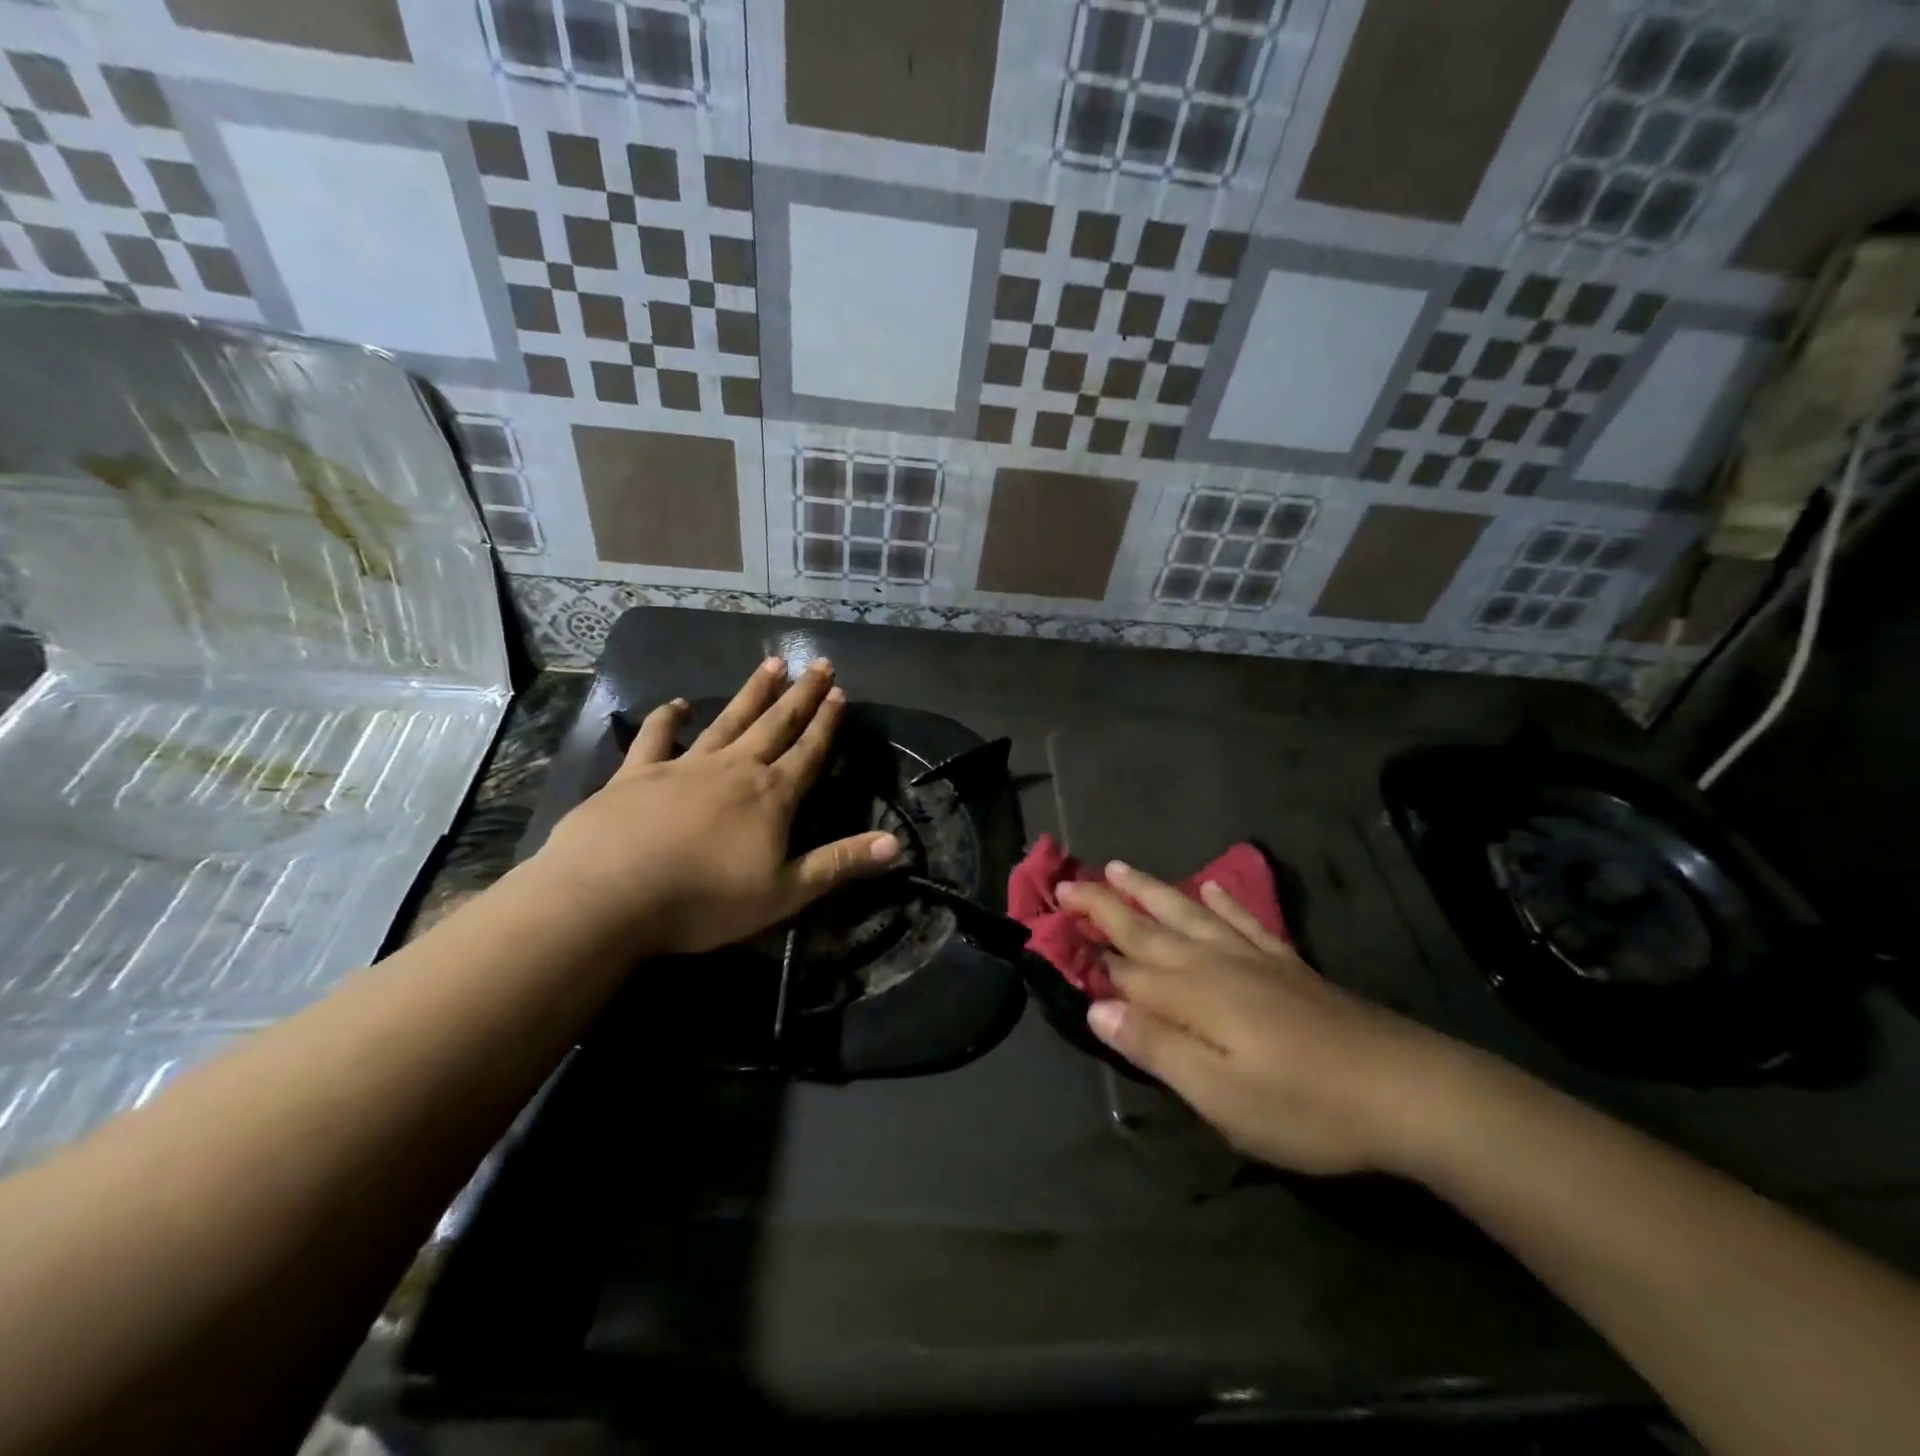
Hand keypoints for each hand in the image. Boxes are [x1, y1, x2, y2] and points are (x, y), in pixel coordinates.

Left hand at [535, 657, 899, 954]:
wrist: (609, 894)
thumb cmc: (705, 900)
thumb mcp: (785, 892)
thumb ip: (839, 864)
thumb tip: (896, 844)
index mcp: (771, 796)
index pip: (808, 752)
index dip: (826, 723)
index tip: (839, 692)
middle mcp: (734, 768)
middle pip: (775, 724)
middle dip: (801, 695)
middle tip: (818, 663)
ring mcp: (684, 766)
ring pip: (728, 720)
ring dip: (752, 693)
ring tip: (771, 664)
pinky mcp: (637, 773)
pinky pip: (657, 737)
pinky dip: (669, 718)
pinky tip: (678, 705)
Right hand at [1060, 863, 1473, 1176]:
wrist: (1406, 1090)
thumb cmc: (1303, 1104)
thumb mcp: (1219, 1095)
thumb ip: (1155, 1046)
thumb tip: (1096, 1007)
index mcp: (1191, 994)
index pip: (1123, 968)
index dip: (1086, 950)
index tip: (1049, 927)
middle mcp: (1213, 963)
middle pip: (1147, 927)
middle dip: (1103, 905)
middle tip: (1066, 882)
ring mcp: (1253, 959)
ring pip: (1187, 914)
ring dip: (1150, 890)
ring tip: (1117, 867)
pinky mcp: (1288, 966)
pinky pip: (1245, 922)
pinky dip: (1224, 903)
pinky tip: (1211, 889)